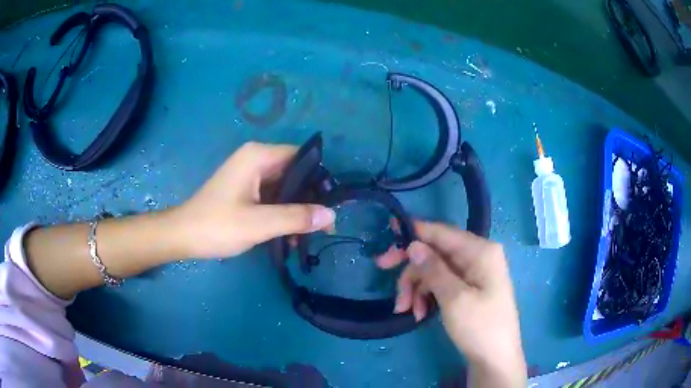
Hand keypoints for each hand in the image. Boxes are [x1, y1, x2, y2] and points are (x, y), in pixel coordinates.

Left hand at [171, 142, 335, 258]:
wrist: (182, 236)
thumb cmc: (217, 226)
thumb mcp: (259, 223)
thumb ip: (296, 217)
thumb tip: (331, 215)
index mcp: (258, 156)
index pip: (301, 157)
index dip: (320, 179)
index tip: (331, 204)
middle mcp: (256, 160)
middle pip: (295, 173)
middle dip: (309, 199)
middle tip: (324, 225)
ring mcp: (250, 175)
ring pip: (285, 188)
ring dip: (297, 210)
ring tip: (308, 236)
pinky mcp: (246, 190)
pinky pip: (273, 197)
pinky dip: (283, 213)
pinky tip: (290, 235)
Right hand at [377, 221, 525, 386]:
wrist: (496, 360)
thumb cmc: (480, 328)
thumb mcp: (454, 298)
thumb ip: (433, 269)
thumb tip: (413, 244)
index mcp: (480, 251)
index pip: (442, 232)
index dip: (415, 231)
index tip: (388, 232)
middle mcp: (478, 257)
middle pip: (436, 252)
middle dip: (412, 267)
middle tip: (382, 269)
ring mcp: (474, 274)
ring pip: (435, 270)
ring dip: (416, 287)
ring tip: (404, 310)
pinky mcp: (468, 290)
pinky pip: (441, 284)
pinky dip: (426, 296)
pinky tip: (418, 314)